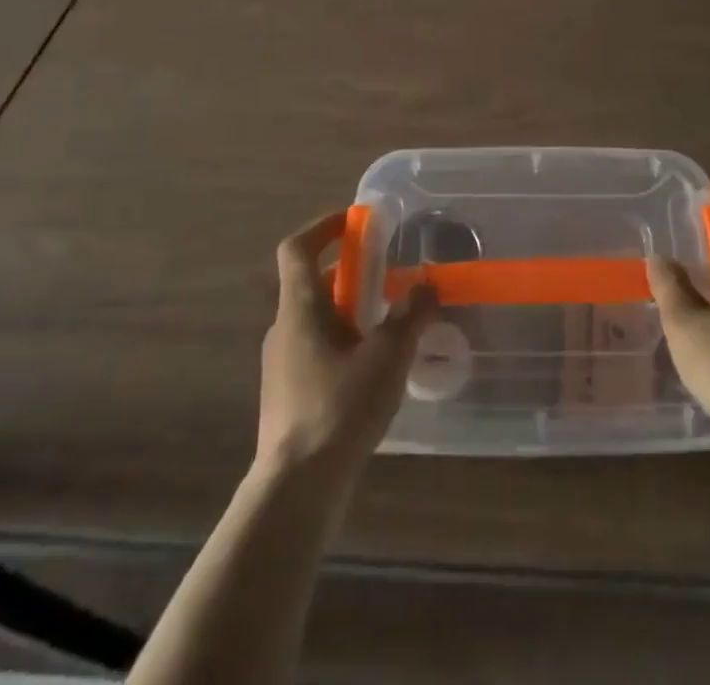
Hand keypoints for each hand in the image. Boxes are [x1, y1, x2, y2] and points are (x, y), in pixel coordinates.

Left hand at [258, 211, 437, 477]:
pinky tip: (375, 370)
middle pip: (312, 284)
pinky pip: (317, 351)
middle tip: (390, 277)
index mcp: (299, 308)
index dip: (324, 226)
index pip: (297, 248)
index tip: (355, 221)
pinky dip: (345, 343)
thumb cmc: (339, 407)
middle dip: (351, 274)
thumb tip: (427, 285)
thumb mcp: (388, 355)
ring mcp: (282, 365)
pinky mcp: (289, 396)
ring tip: (391, 324)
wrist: (296, 489)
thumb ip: (411, 314)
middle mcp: (284, 329)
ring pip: (317, 320)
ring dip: (350, 311)